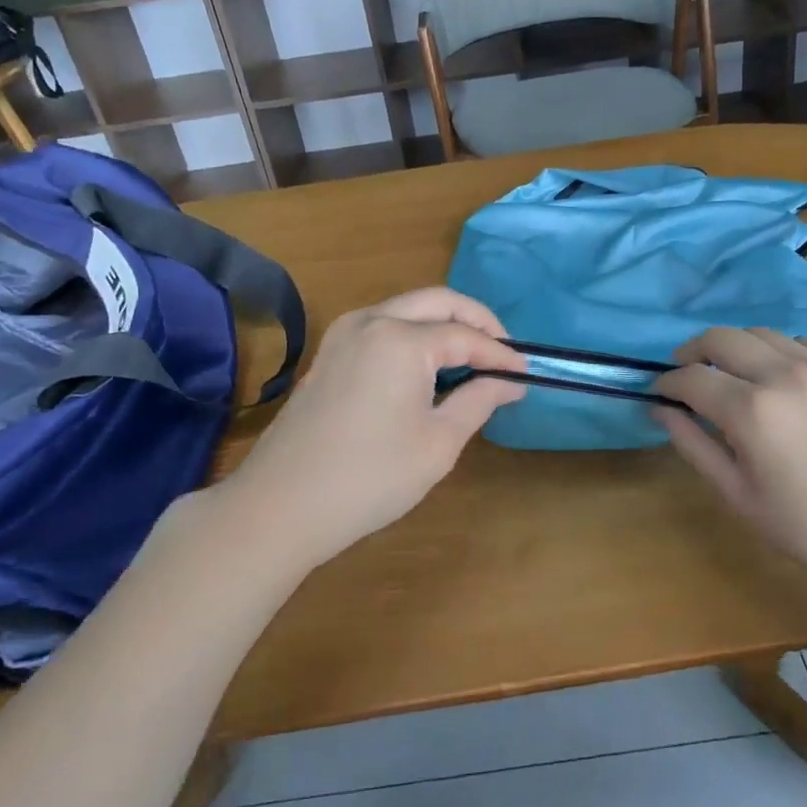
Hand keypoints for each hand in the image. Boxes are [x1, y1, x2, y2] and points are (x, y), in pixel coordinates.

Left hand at [222, 288, 526, 567]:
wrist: (280, 506)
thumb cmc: (369, 478)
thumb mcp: (438, 443)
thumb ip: (479, 401)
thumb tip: (509, 381)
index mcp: (401, 338)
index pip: (466, 336)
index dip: (500, 355)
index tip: (527, 374)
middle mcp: (371, 320)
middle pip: (437, 301)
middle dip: (476, 321)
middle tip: (502, 353)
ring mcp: (344, 333)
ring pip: (408, 308)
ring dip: (444, 323)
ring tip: (471, 359)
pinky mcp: (330, 352)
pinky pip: (384, 325)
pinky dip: (415, 334)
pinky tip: (429, 367)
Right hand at [654, 328, 806, 602]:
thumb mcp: (742, 497)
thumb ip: (694, 446)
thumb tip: (661, 410)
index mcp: (752, 412)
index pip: (691, 377)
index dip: (667, 383)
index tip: (661, 393)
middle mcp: (785, 374)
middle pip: (721, 337)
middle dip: (693, 351)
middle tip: (688, 372)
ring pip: (762, 333)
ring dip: (736, 348)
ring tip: (734, 374)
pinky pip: (803, 343)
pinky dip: (780, 353)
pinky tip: (784, 381)